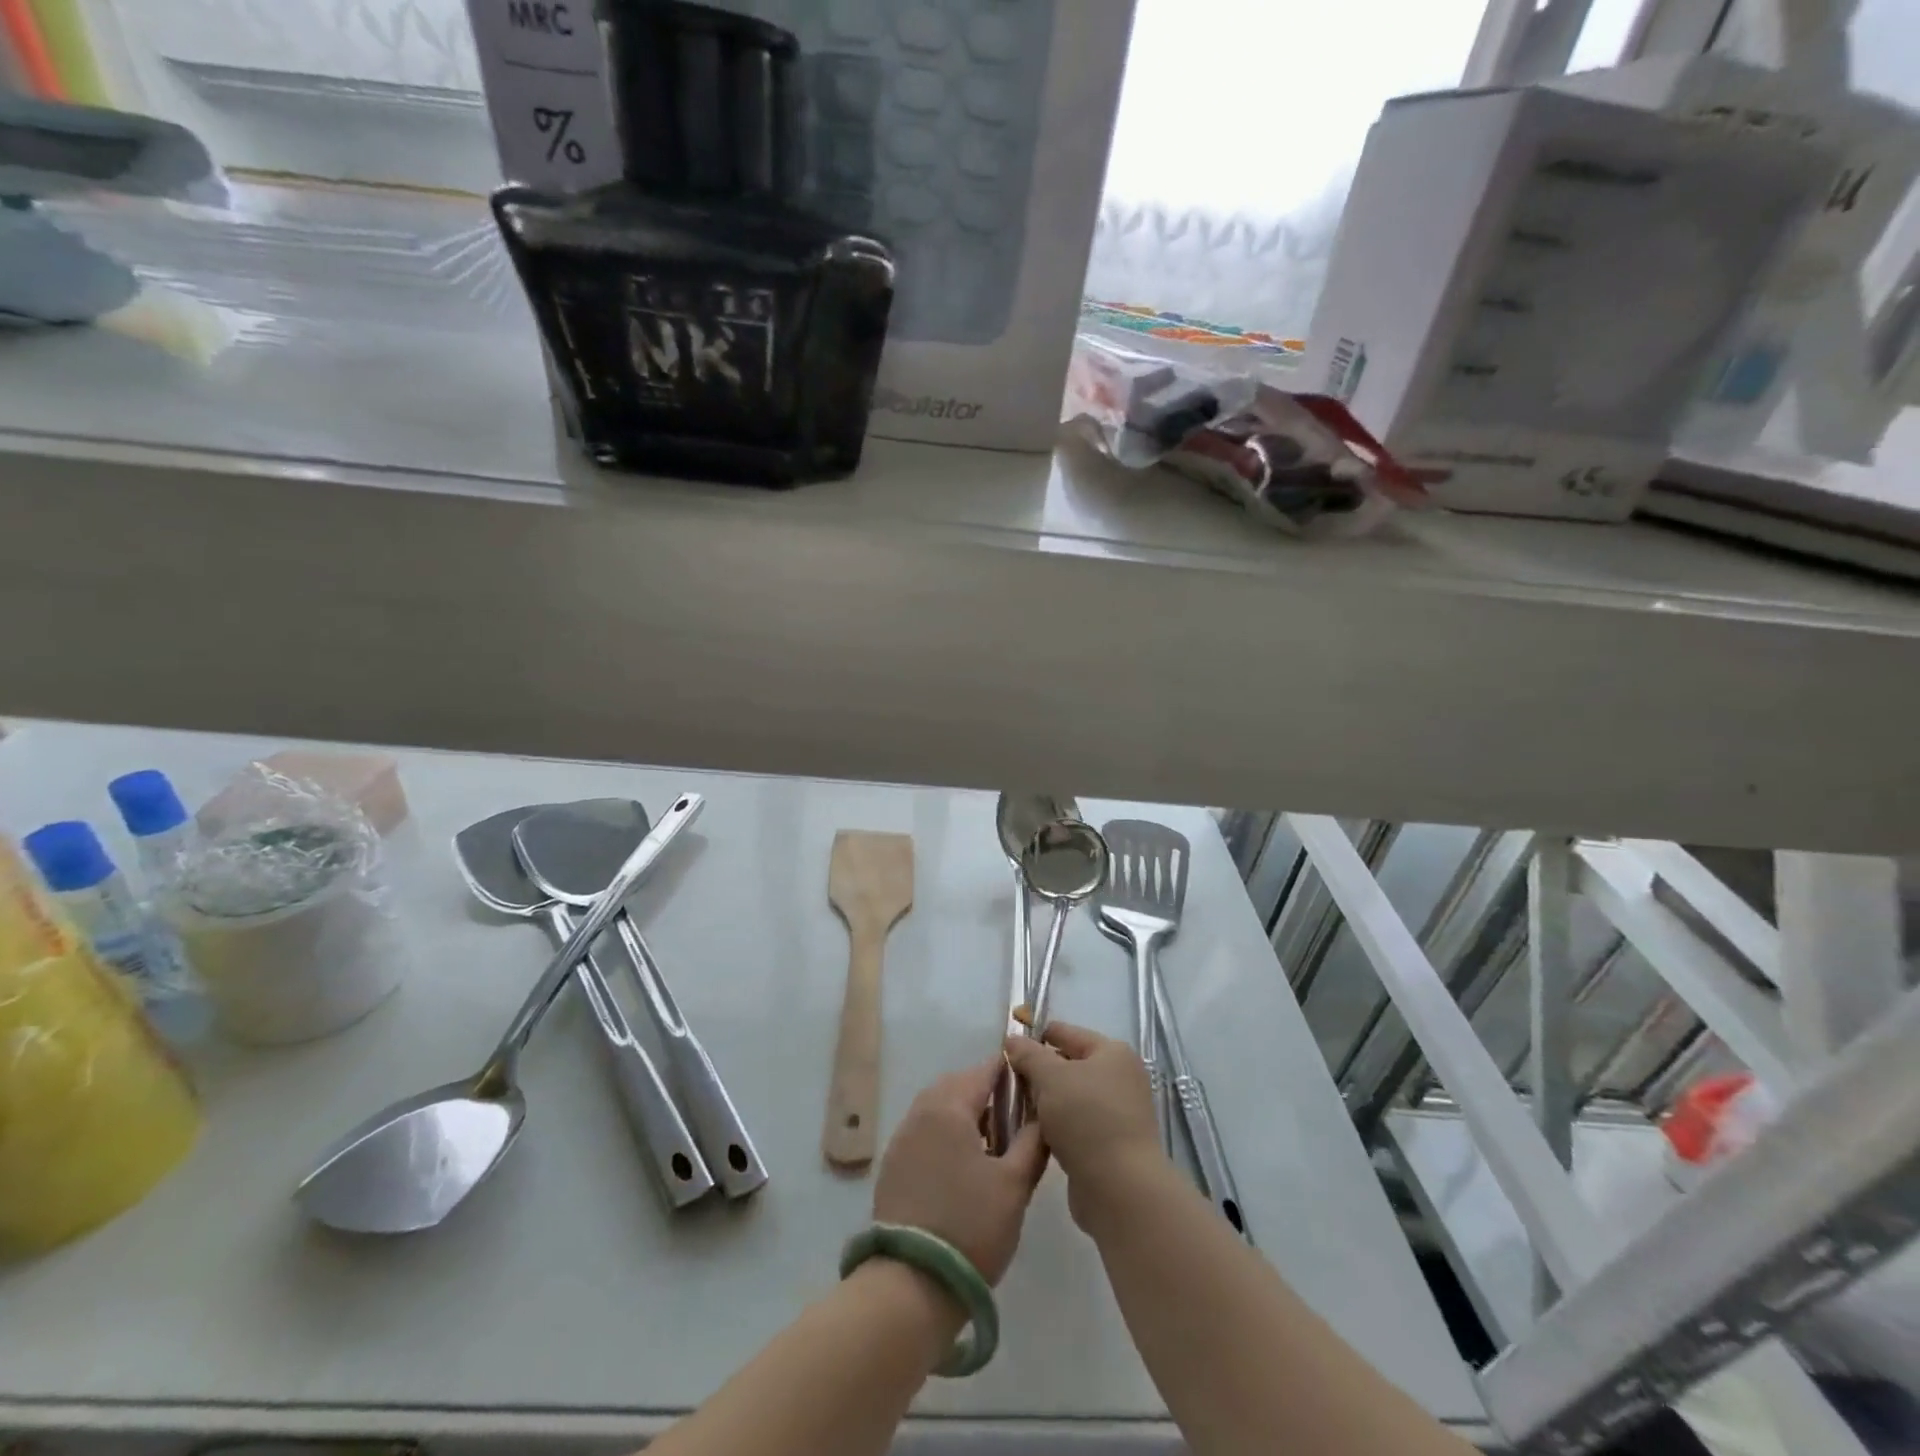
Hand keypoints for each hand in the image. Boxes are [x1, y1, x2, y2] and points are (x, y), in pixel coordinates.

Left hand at [872, 1059, 1047, 1285]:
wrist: (912, 1283)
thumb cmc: (971, 1227)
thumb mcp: (1015, 1185)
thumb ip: (1032, 1142)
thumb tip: (1043, 1115)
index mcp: (949, 1107)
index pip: (984, 1071)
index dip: (1010, 1074)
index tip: (1032, 1088)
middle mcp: (920, 1112)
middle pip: (958, 1085)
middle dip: (986, 1092)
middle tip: (1014, 1118)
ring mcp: (902, 1139)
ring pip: (938, 1107)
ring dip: (964, 1113)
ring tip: (992, 1144)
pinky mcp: (892, 1165)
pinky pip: (923, 1131)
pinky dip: (944, 1134)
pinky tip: (962, 1165)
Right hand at [1003, 1022, 1163, 1230]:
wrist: (1120, 1188)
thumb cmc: (1086, 1119)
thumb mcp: (1050, 1076)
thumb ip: (1028, 1054)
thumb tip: (1013, 1041)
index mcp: (1112, 1053)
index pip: (1066, 1033)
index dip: (1036, 1037)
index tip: (1008, 1049)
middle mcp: (1120, 1078)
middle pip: (1069, 1065)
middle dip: (1039, 1072)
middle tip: (1008, 1081)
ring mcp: (1118, 1113)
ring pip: (1070, 1097)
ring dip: (1046, 1102)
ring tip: (1016, 1107)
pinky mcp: (1111, 1144)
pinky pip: (1076, 1124)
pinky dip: (1056, 1126)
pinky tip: (1035, 1133)